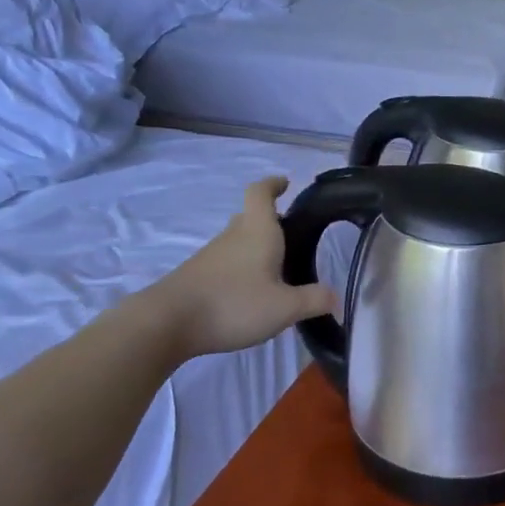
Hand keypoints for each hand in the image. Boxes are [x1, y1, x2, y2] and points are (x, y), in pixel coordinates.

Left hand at [142, 177, 338, 358]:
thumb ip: (314, 300)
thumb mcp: (285, 308)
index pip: (261, 192)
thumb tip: (336, 297)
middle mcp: (234, 235)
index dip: (273, 184)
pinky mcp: (197, 276)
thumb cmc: (233, 304)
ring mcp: (211, 255)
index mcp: (258, 231)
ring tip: (276, 268)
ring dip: (255, 247)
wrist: (168, 322)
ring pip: (238, 240)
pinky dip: (241, 268)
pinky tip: (250, 292)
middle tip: (291, 235)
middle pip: (250, 216)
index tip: (285, 183)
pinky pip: (226, 262)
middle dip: (270, 221)